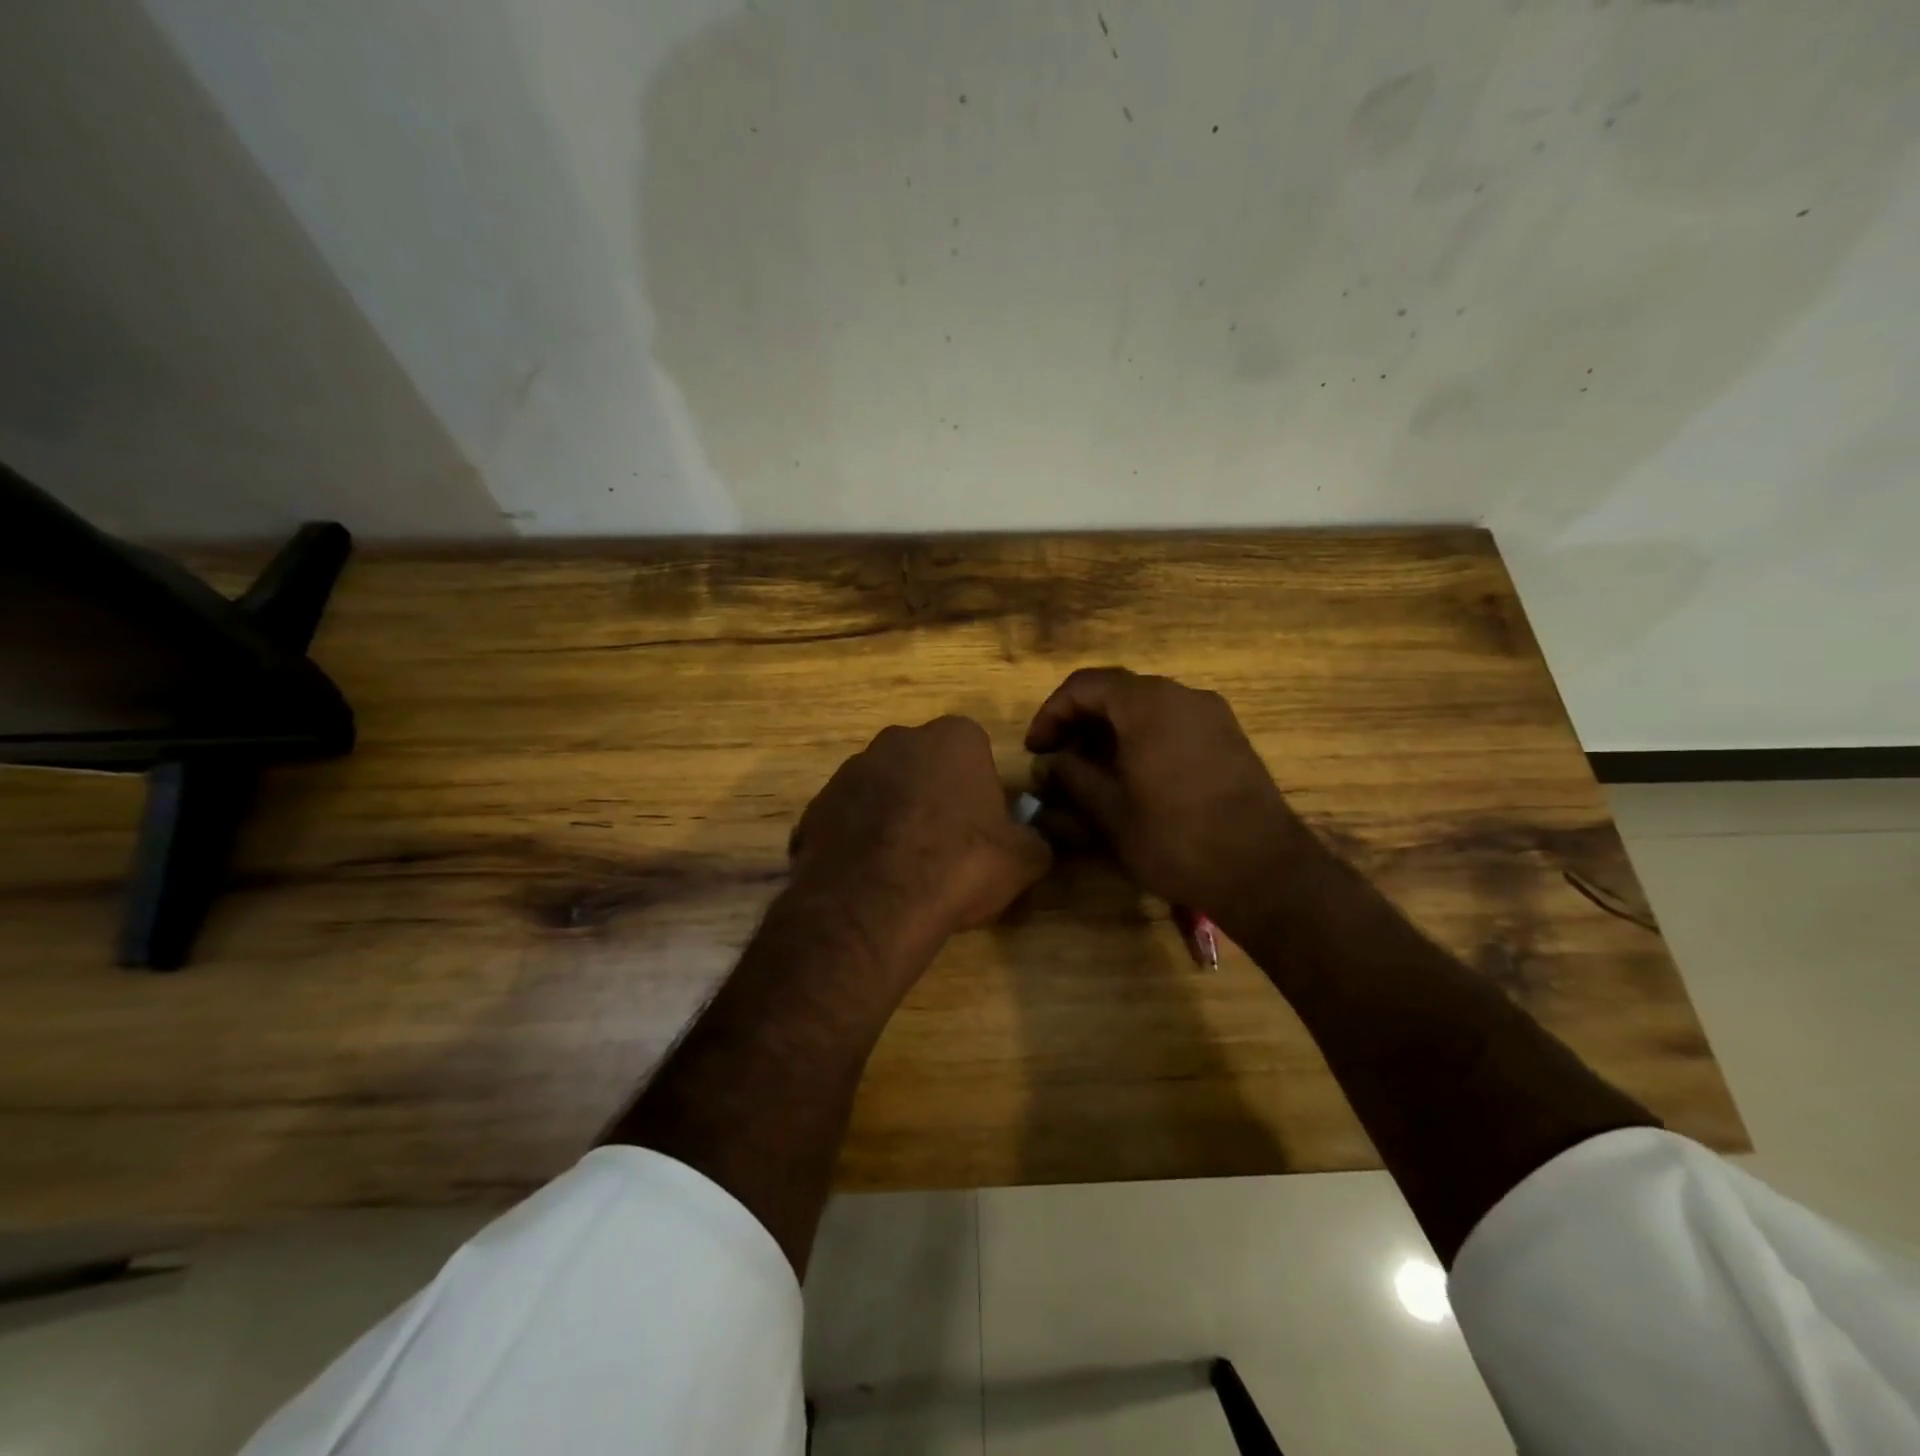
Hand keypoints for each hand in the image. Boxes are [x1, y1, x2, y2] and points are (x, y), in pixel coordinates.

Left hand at [790, 716, 1051, 973]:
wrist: (875, 904)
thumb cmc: (960, 865)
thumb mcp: (1024, 859)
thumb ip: (1037, 840)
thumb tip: (1037, 840)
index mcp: (953, 738)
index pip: (975, 750)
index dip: (980, 788)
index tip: (981, 825)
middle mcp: (898, 740)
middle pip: (925, 764)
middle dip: (934, 795)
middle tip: (945, 844)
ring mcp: (851, 770)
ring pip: (883, 789)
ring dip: (894, 816)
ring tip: (904, 867)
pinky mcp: (817, 805)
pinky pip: (849, 818)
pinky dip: (859, 839)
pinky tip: (869, 877)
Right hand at [1024, 667, 1319, 932]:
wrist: (1263, 871)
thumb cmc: (1176, 838)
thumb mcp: (1110, 812)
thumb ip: (1072, 778)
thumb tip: (1049, 764)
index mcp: (1148, 704)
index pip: (1084, 686)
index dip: (1051, 714)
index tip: (1037, 751)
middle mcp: (1182, 695)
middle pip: (1117, 692)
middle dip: (1080, 722)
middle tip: (1058, 760)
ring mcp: (1212, 715)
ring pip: (1146, 708)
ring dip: (1111, 731)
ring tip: (1091, 771)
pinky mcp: (1229, 738)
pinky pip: (1174, 723)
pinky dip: (1143, 738)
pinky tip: (1133, 777)